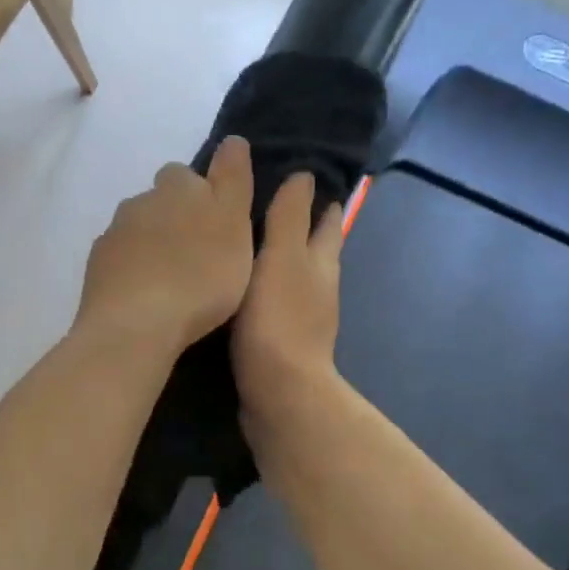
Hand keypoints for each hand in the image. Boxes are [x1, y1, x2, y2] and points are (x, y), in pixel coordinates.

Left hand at [76, 137, 255, 355]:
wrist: (136, 325)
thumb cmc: (199, 275)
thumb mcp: (234, 224)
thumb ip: (233, 180)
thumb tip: (231, 140)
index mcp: (177, 187)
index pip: (187, 174)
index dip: (202, 194)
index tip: (215, 223)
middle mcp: (140, 201)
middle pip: (158, 200)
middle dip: (174, 219)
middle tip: (196, 253)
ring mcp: (113, 235)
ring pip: (136, 229)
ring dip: (151, 245)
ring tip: (171, 279)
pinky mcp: (96, 268)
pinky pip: (119, 260)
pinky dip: (132, 270)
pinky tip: (144, 296)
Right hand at [232, 172, 344, 421]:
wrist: (278, 393)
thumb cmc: (279, 320)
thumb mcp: (281, 258)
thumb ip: (289, 218)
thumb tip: (305, 176)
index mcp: (321, 264)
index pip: (327, 222)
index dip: (320, 201)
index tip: (302, 178)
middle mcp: (318, 288)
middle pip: (315, 250)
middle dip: (302, 228)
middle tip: (270, 206)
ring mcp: (303, 319)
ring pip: (294, 278)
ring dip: (279, 260)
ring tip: (249, 244)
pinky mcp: (282, 343)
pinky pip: (274, 305)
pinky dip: (263, 290)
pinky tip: (241, 290)